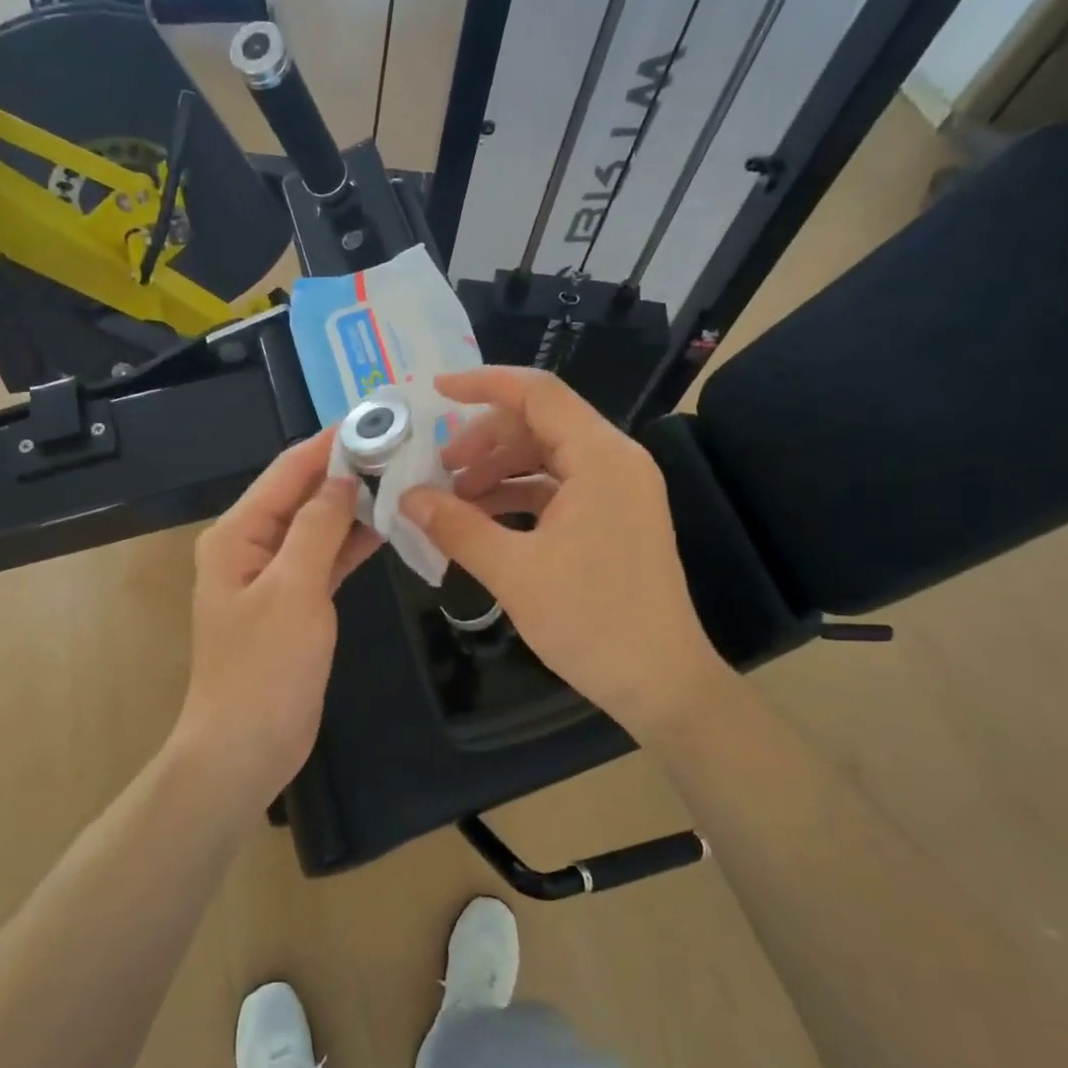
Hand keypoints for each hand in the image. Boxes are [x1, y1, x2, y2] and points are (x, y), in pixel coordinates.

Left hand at [172, 428, 382, 796]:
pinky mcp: (293, 604)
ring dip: (351, 506)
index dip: (328, 444)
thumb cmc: (265, 668)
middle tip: (400, 448)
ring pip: (315, 527)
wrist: (245, 748)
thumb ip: (317, 527)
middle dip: (345, 471)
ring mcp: (271, 577)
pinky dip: (349, 544)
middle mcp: (250, 546)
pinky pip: (323, 560)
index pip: (286, 472)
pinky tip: (384, 528)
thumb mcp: (294, 589)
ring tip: (401, 479)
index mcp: (237, 534)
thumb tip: (342, 476)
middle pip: (300, 495)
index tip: (374, 419)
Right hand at [401, 366, 722, 740]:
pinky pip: (559, 488)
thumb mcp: (513, 572)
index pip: (539, 393)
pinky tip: (482, 519)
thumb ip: (456, 526)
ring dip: (498, 470)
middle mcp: (616, 461)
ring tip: (453, 499)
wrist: (661, 683)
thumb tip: (406, 497)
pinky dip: (518, 495)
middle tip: (438, 470)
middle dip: (484, 440)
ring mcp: (618, 490)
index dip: (483, 384)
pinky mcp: (614, 518)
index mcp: (602, 458)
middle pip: (540, 423)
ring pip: (547, 456)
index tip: (434, 392)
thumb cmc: (592, 622)